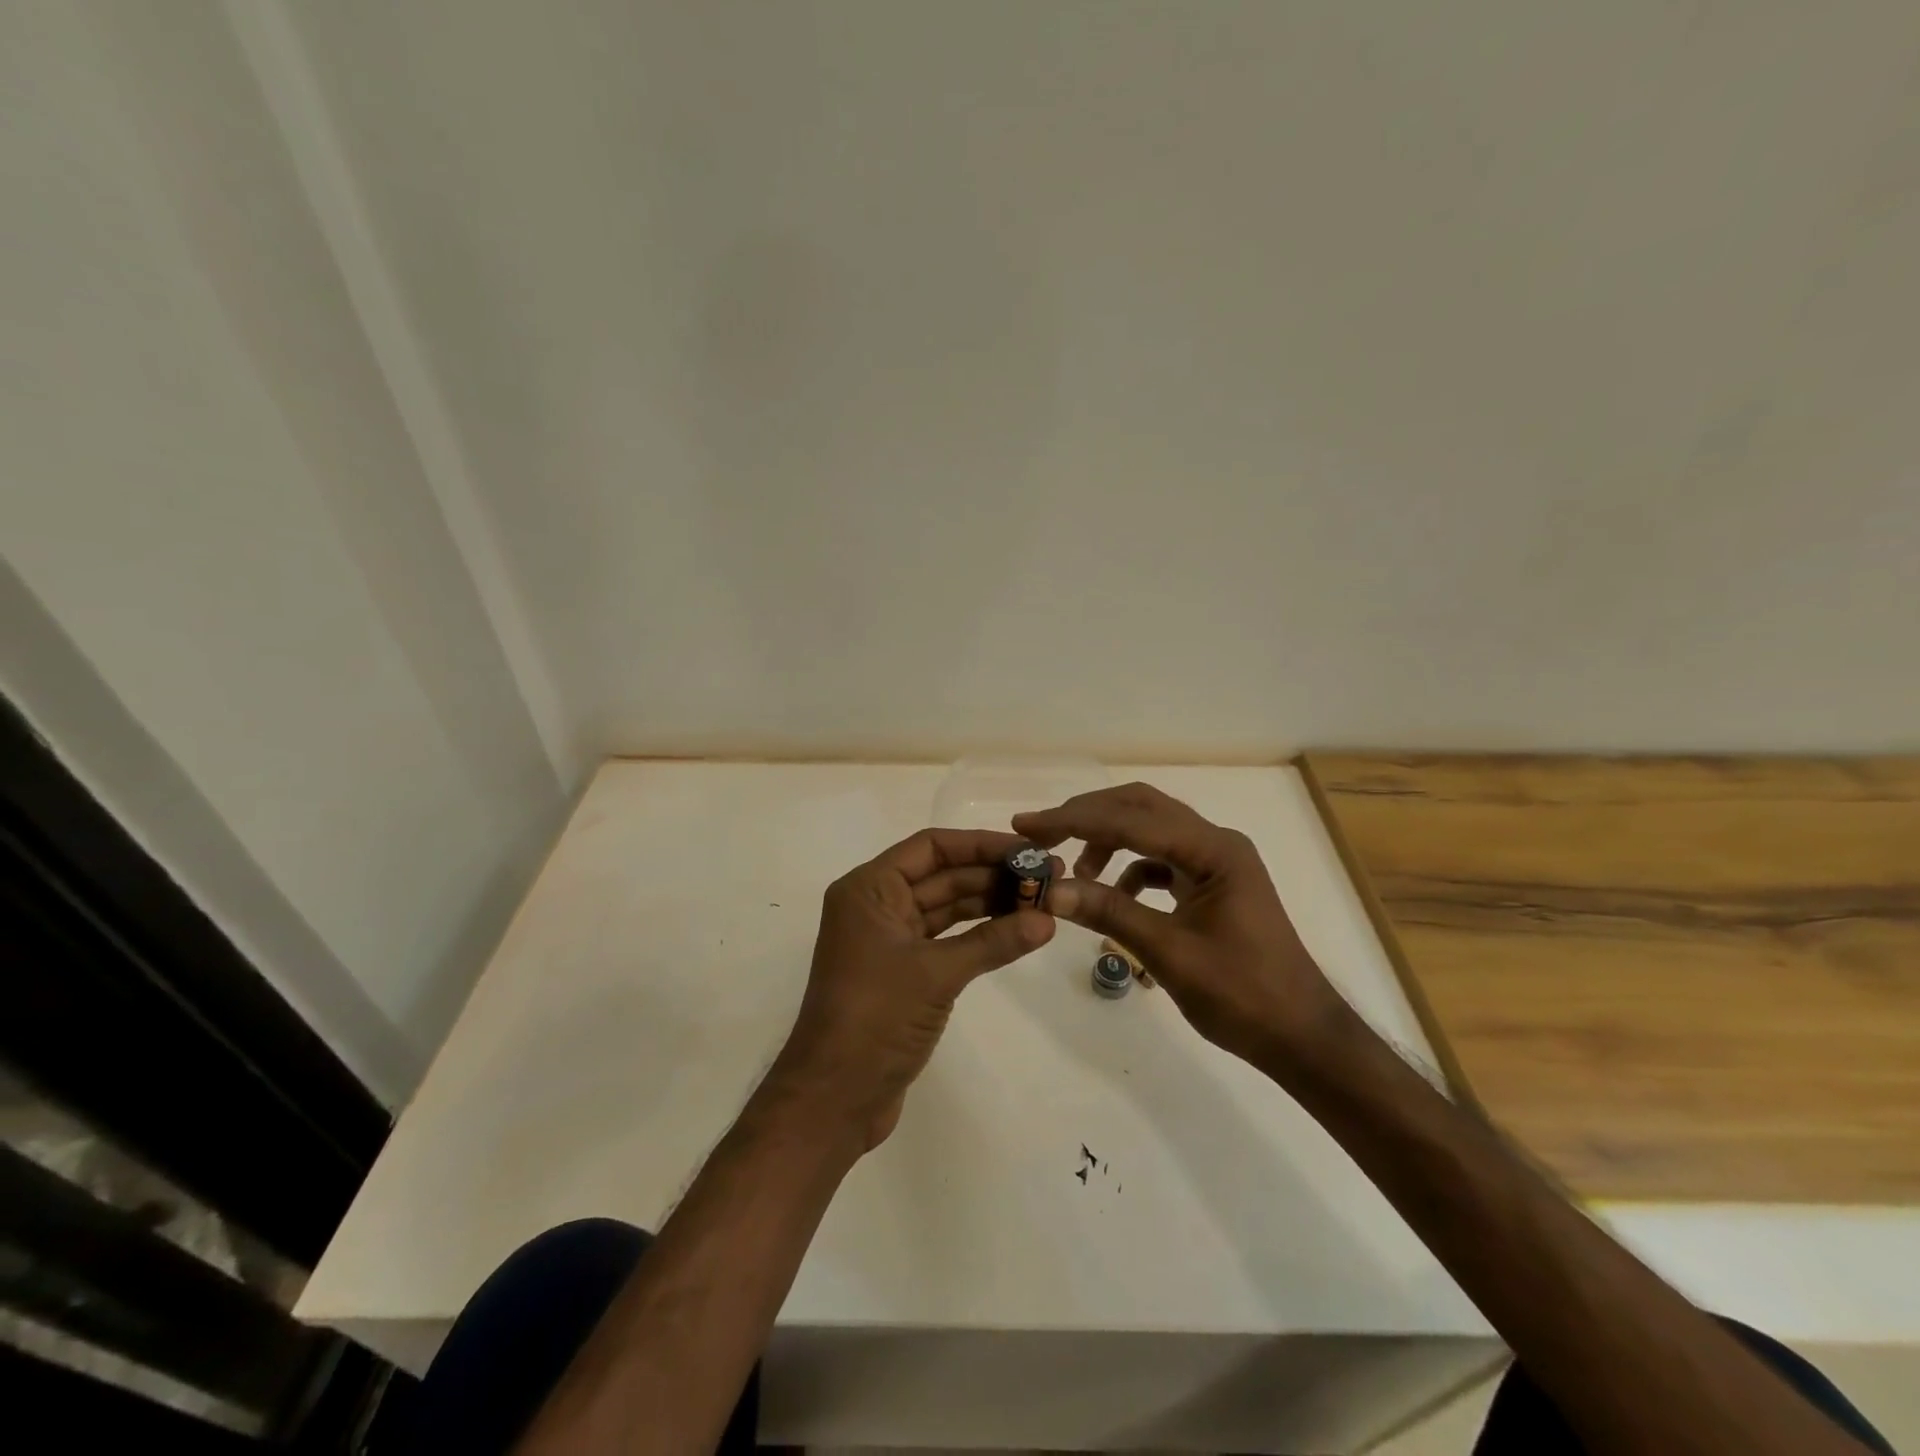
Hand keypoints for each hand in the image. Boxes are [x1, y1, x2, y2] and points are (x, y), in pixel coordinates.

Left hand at [772, 829, 1056, 1150]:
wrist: (834, 1099)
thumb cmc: (875, 1019)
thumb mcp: (936, 973)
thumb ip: (993, 942)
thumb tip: (1048, 920)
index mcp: (869, 889)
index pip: (931, 847)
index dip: (981, 845)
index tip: (1028, 850)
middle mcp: (876, 905)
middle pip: (942, 875)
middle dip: (993, 875)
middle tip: (1049, 877)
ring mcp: (889, 940)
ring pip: (946, 907)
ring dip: (991, 904)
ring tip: (1043, 902)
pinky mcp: (902, 972)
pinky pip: (946, 939)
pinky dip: (979, 935)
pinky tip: (1017, 932)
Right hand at [1013, 783, 1353, 1073]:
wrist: (1301, 1036)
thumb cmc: (1243, 996)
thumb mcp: (1169, 953)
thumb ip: (1110, 913)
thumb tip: (1051, 891)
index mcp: (1214, 850)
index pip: (1132, 819)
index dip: (1075, 820)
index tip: (1028, 826)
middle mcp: (1216, 843)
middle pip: (1141, 808)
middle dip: (1088, 817)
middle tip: (1042, 835)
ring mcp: (1216, 862)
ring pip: (1150, 831)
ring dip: (1107, 842)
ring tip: (1074, 873)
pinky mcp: (1211, 884)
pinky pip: (1161, 860)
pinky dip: (1129, 870)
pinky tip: (1112, 897)